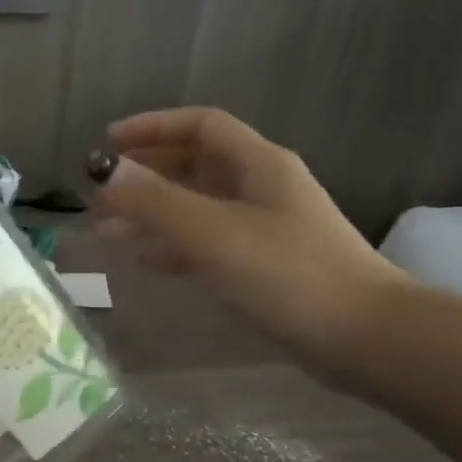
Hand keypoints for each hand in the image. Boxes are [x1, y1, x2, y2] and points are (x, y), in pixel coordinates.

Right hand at [87, 107, 404, 369]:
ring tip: (107, 231)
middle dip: (144, 174)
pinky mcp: (262, 264)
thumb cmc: (286, 273)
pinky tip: (146, 261)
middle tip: (99, 193)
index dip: (152, 127)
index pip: (200, 125)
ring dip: (152, 213)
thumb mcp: (212, 232)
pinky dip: (173, 246)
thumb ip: (155, 201)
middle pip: (195, 165)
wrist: (361, 336)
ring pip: (196, 206)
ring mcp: (263, 227)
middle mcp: (261, 187)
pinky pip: (206, 243)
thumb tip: (104, 173)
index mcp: (258, 164)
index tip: (107, 144)